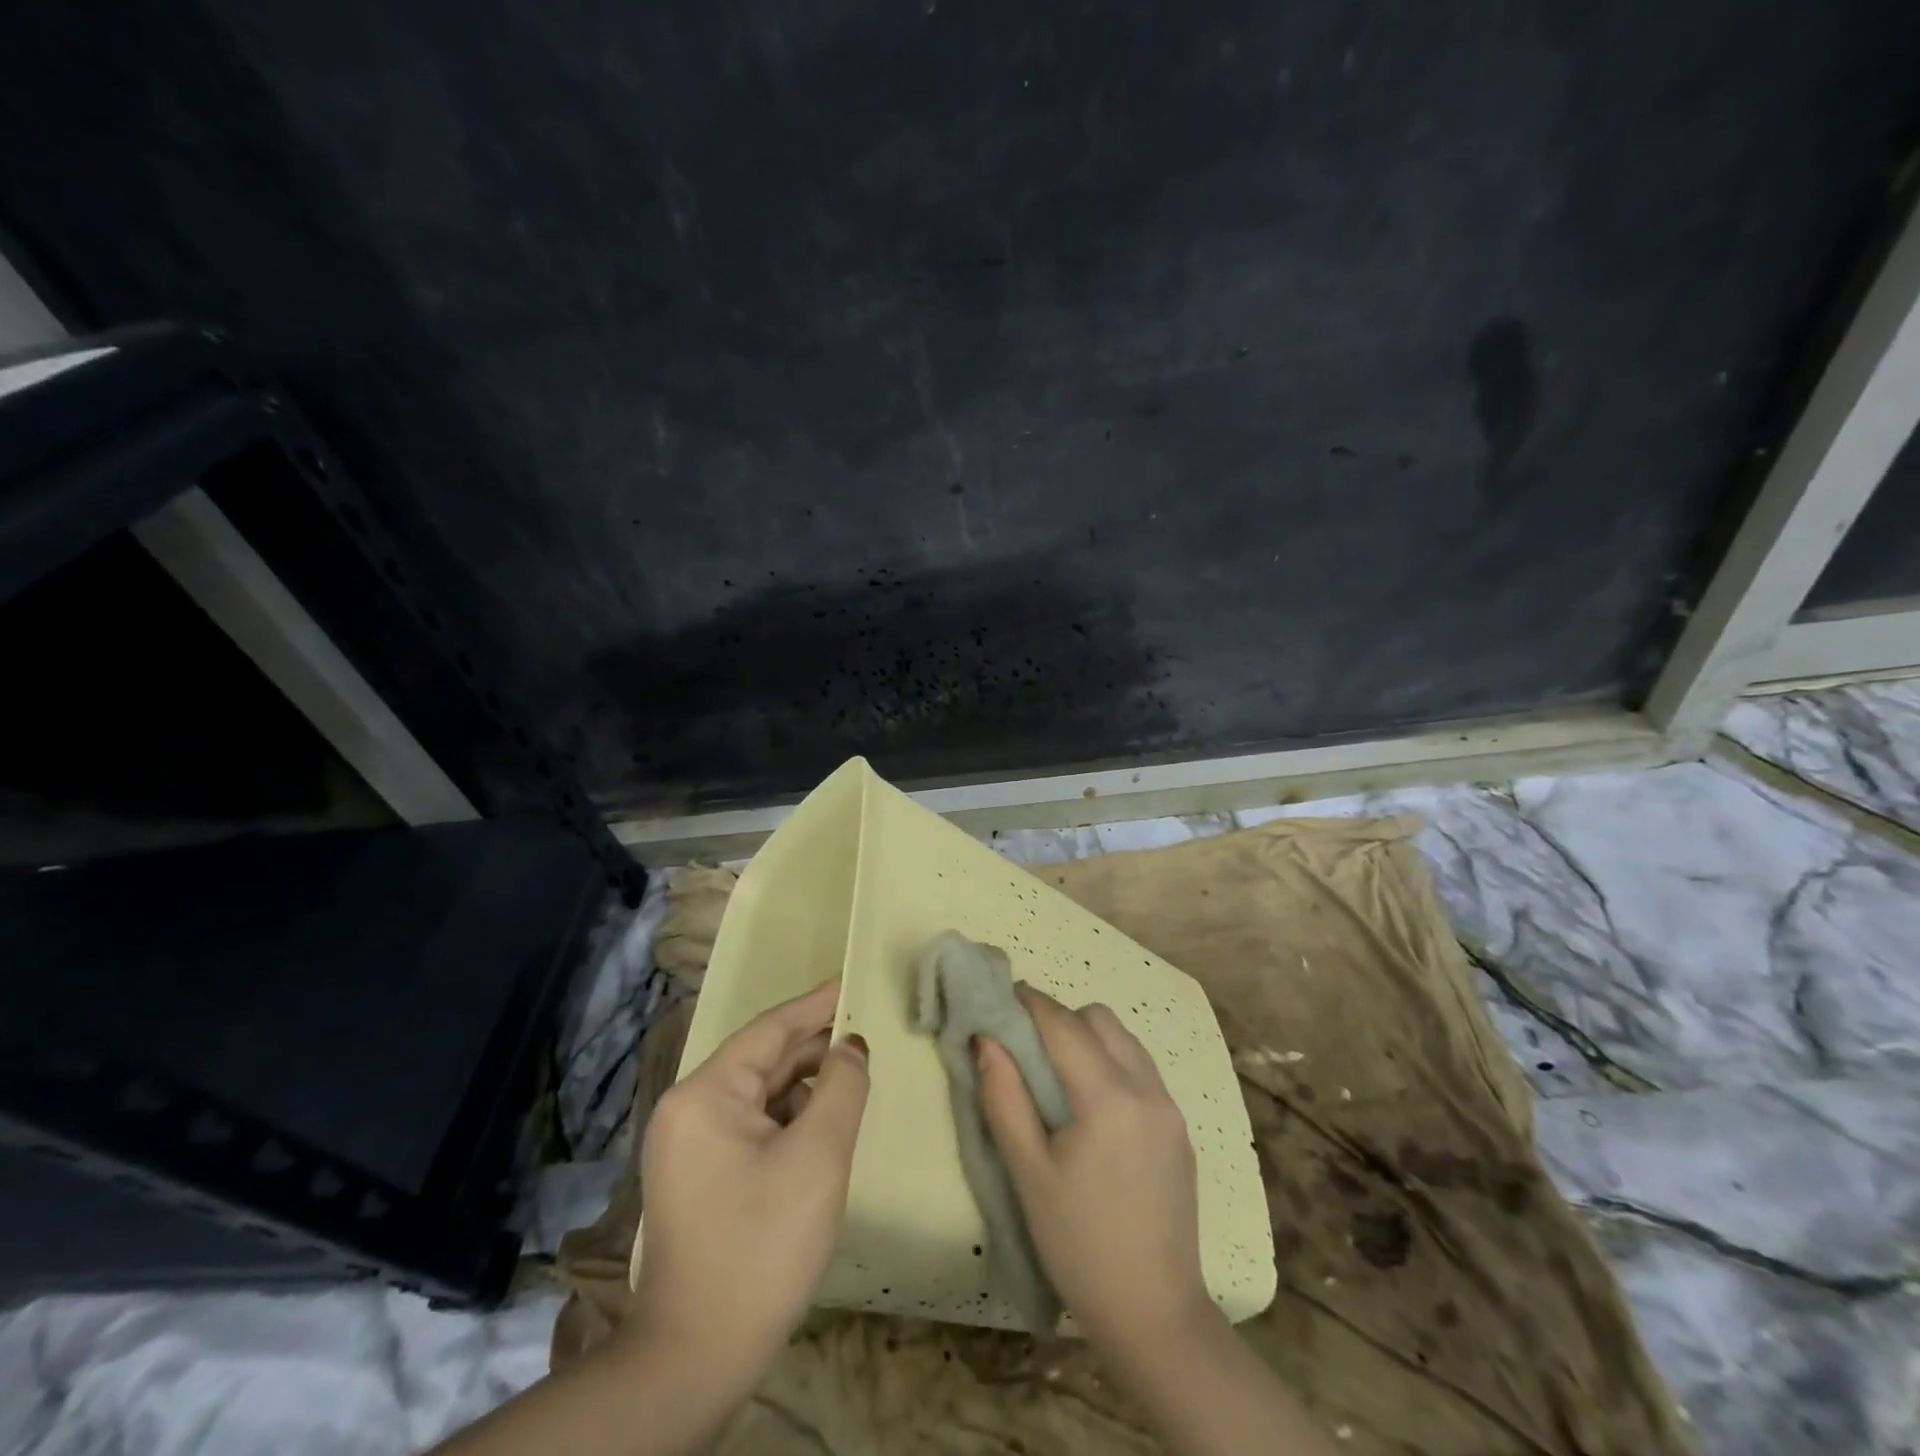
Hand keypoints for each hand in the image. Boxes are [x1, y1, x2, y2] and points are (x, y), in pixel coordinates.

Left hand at [629, 980, 868, 1391]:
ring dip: (804, 1086)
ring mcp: (688, 1146)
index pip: (769, 1030)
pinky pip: (750, 1125)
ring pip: (758, 1095)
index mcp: (704, 1094)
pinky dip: (788, 1117)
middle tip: (865, 1031)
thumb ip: (842, 1086)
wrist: (697, 1358)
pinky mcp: (698, 1176)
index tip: (851, 982)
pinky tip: (823, 1122)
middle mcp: (688, 1110)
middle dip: (814, 1048)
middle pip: (761, 1061)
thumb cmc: (762, 1244)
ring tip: (853, 1076)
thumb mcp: (818, 1155)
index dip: (815, 1005)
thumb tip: (851, 1046)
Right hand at [975, 987, 1213, 1351]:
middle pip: (1099, 1019)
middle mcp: (1146, 1088)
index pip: (1063, 1024)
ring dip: (1089, 1036)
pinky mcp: (1179, 1127)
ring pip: (1125, 1039)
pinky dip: (1112, 1061)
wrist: (1154, 1313)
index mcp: (1107, 1097)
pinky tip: (1092, 1101)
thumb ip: (1004, 1097)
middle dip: (1060, 1017)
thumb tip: (985, 1039)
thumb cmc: (1079, 1244)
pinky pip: (1141, 1068)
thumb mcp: (1028, 1172)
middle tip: (1026, 1044)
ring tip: (1057, 1070)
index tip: (1002, 998)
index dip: (1030, 1004)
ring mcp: (1169, 1107)